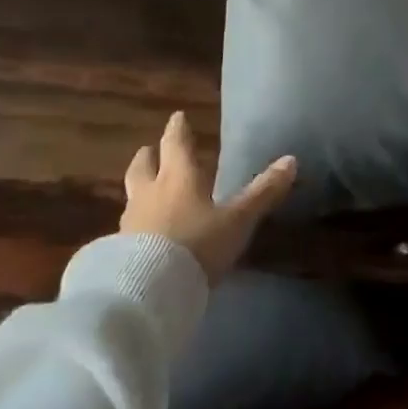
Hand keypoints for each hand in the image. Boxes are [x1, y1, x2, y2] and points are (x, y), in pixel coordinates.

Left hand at [120, 111, 296, 283]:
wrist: (147, 291)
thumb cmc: (197, 245)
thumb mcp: (237, 221)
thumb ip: (262, 192)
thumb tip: (291, 160)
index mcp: (178, 176)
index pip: (175, 143)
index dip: (178, 129)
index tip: (177, 116)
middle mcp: (150, 191)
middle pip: (143, 165)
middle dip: (149, 155)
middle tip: (151, 149)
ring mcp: (129, 221)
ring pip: (132, 194)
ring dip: (140, 189)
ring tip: (147, 193)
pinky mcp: (116, 251)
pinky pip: (125, 228)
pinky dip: (134, 225)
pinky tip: (139, 236)